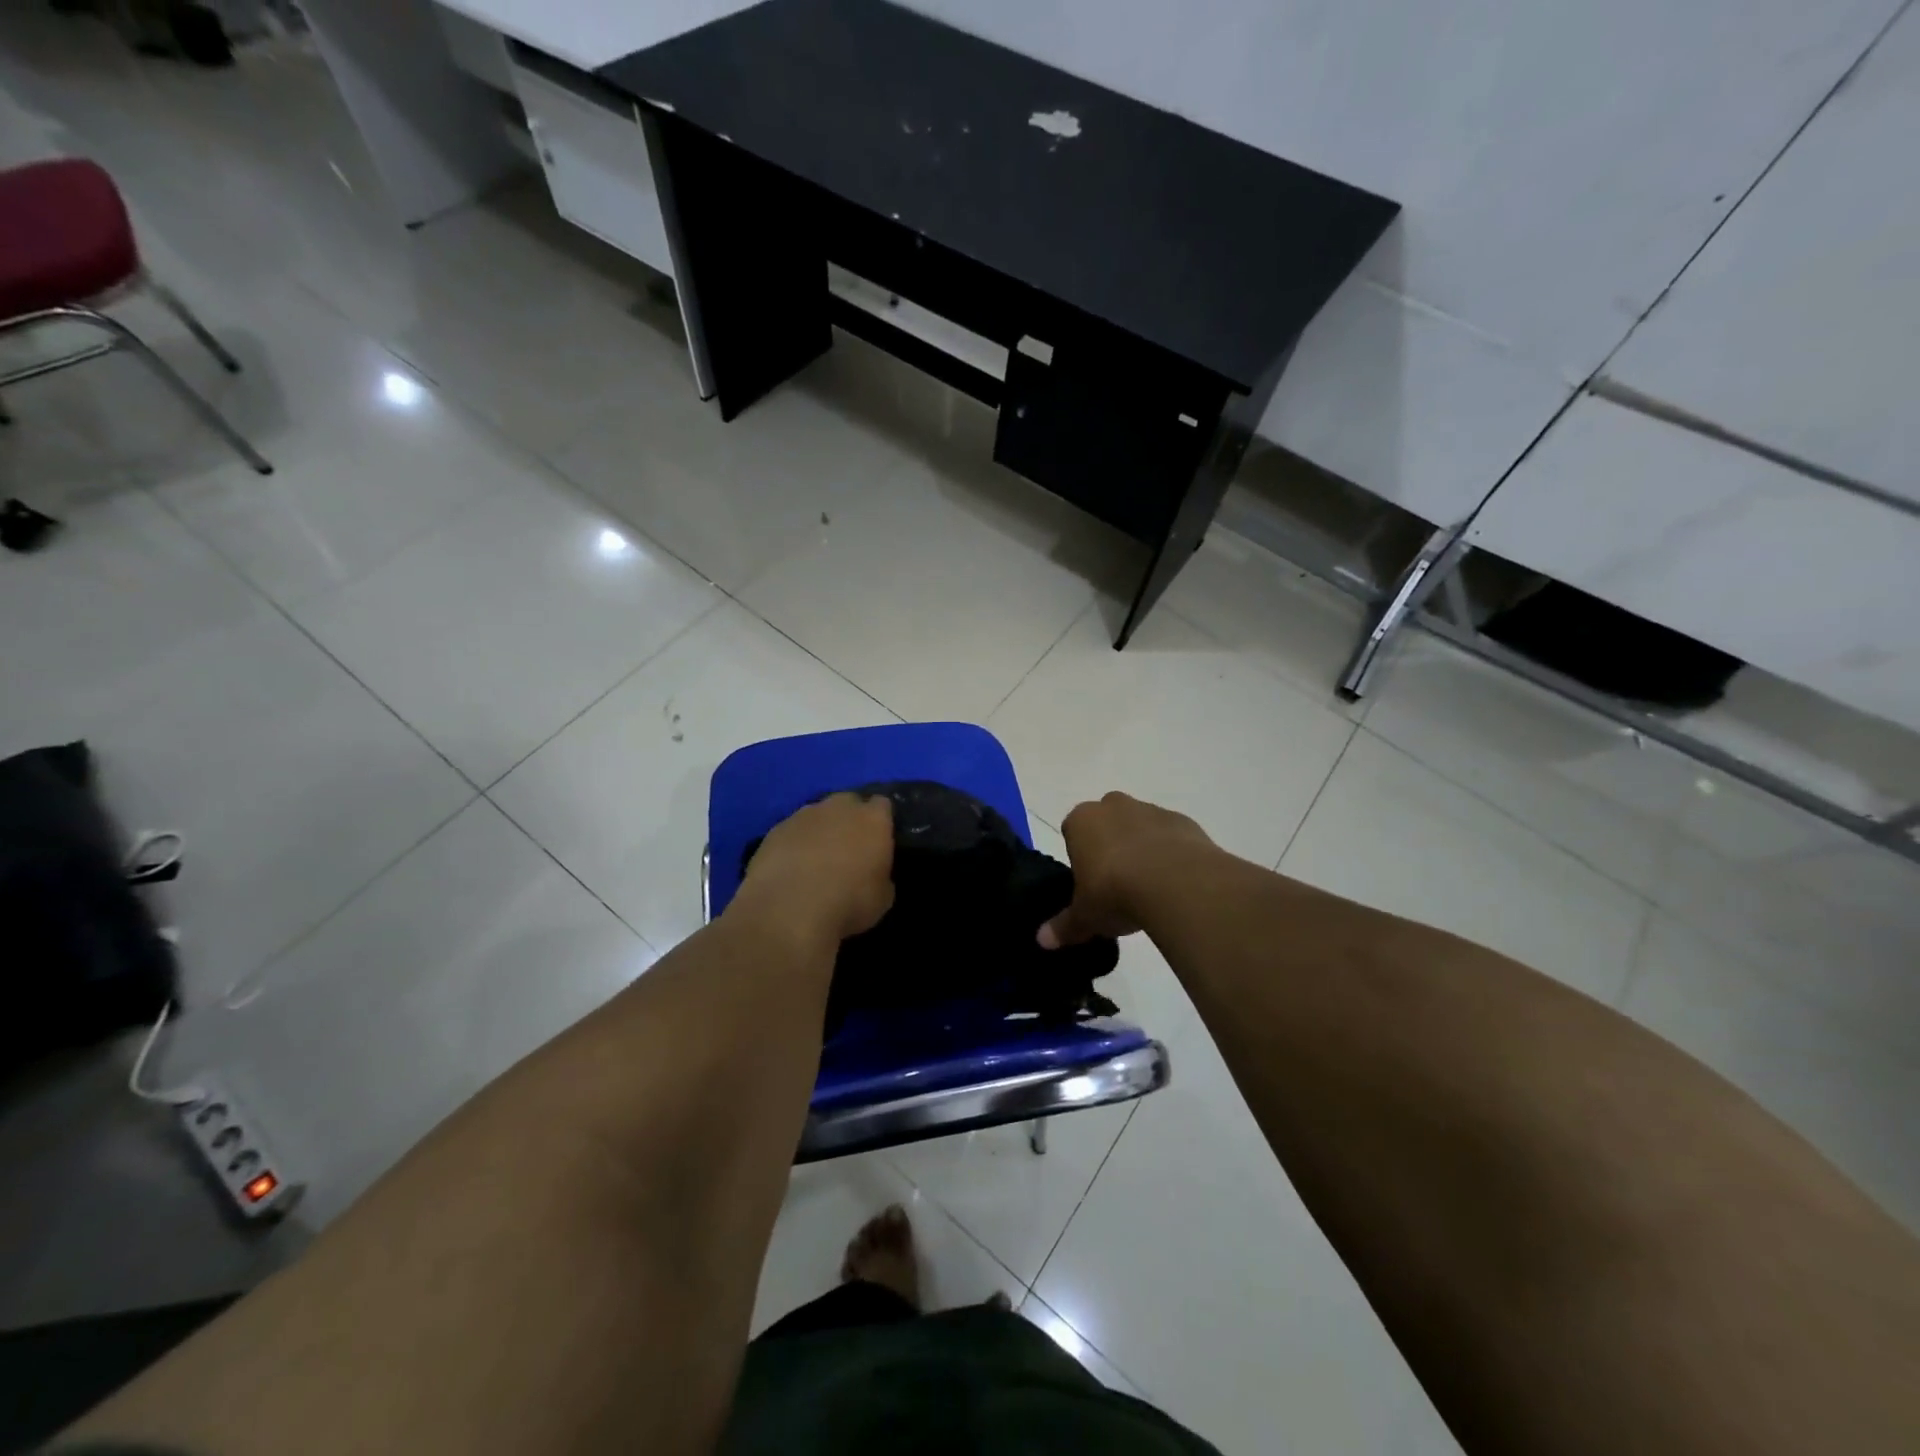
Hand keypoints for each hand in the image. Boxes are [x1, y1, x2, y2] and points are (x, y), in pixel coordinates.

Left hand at [730, 792, 895, 945]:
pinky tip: (790, 868)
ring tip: (815, 859)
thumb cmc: (848, 903)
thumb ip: (881, 875)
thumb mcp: (882, 898)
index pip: (882, 805)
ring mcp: (804, 815)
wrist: (789, 909)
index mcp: (873, 819)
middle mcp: (840, 807)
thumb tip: (873, 874)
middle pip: (848, 802)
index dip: (881, 821)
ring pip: (817, 815)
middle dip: (849, 819)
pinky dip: (794, 844)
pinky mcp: (775, 829)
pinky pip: (791, 831)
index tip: (878, 840)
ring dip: (820, 830)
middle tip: (848, 848)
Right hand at [1039, 792, 1215, 947]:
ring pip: (1141, 826)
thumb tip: (1042, 940)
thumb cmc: (1114, 892)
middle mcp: (1113, 806)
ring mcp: (1151, 810)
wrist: (1176, 883)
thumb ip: (1064, 926)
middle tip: (1117, 884)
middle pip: (1107, 822)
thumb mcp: (1085, 917)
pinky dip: (1172, 854)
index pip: (1073, 832)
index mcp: (1081, 821)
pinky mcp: (1183, 821)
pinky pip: (1172, 837)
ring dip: (1143, 849)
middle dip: (1111, 846)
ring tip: (1150, 888)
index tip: (1089, 883)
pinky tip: (1176, 883)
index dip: (1081, 857)